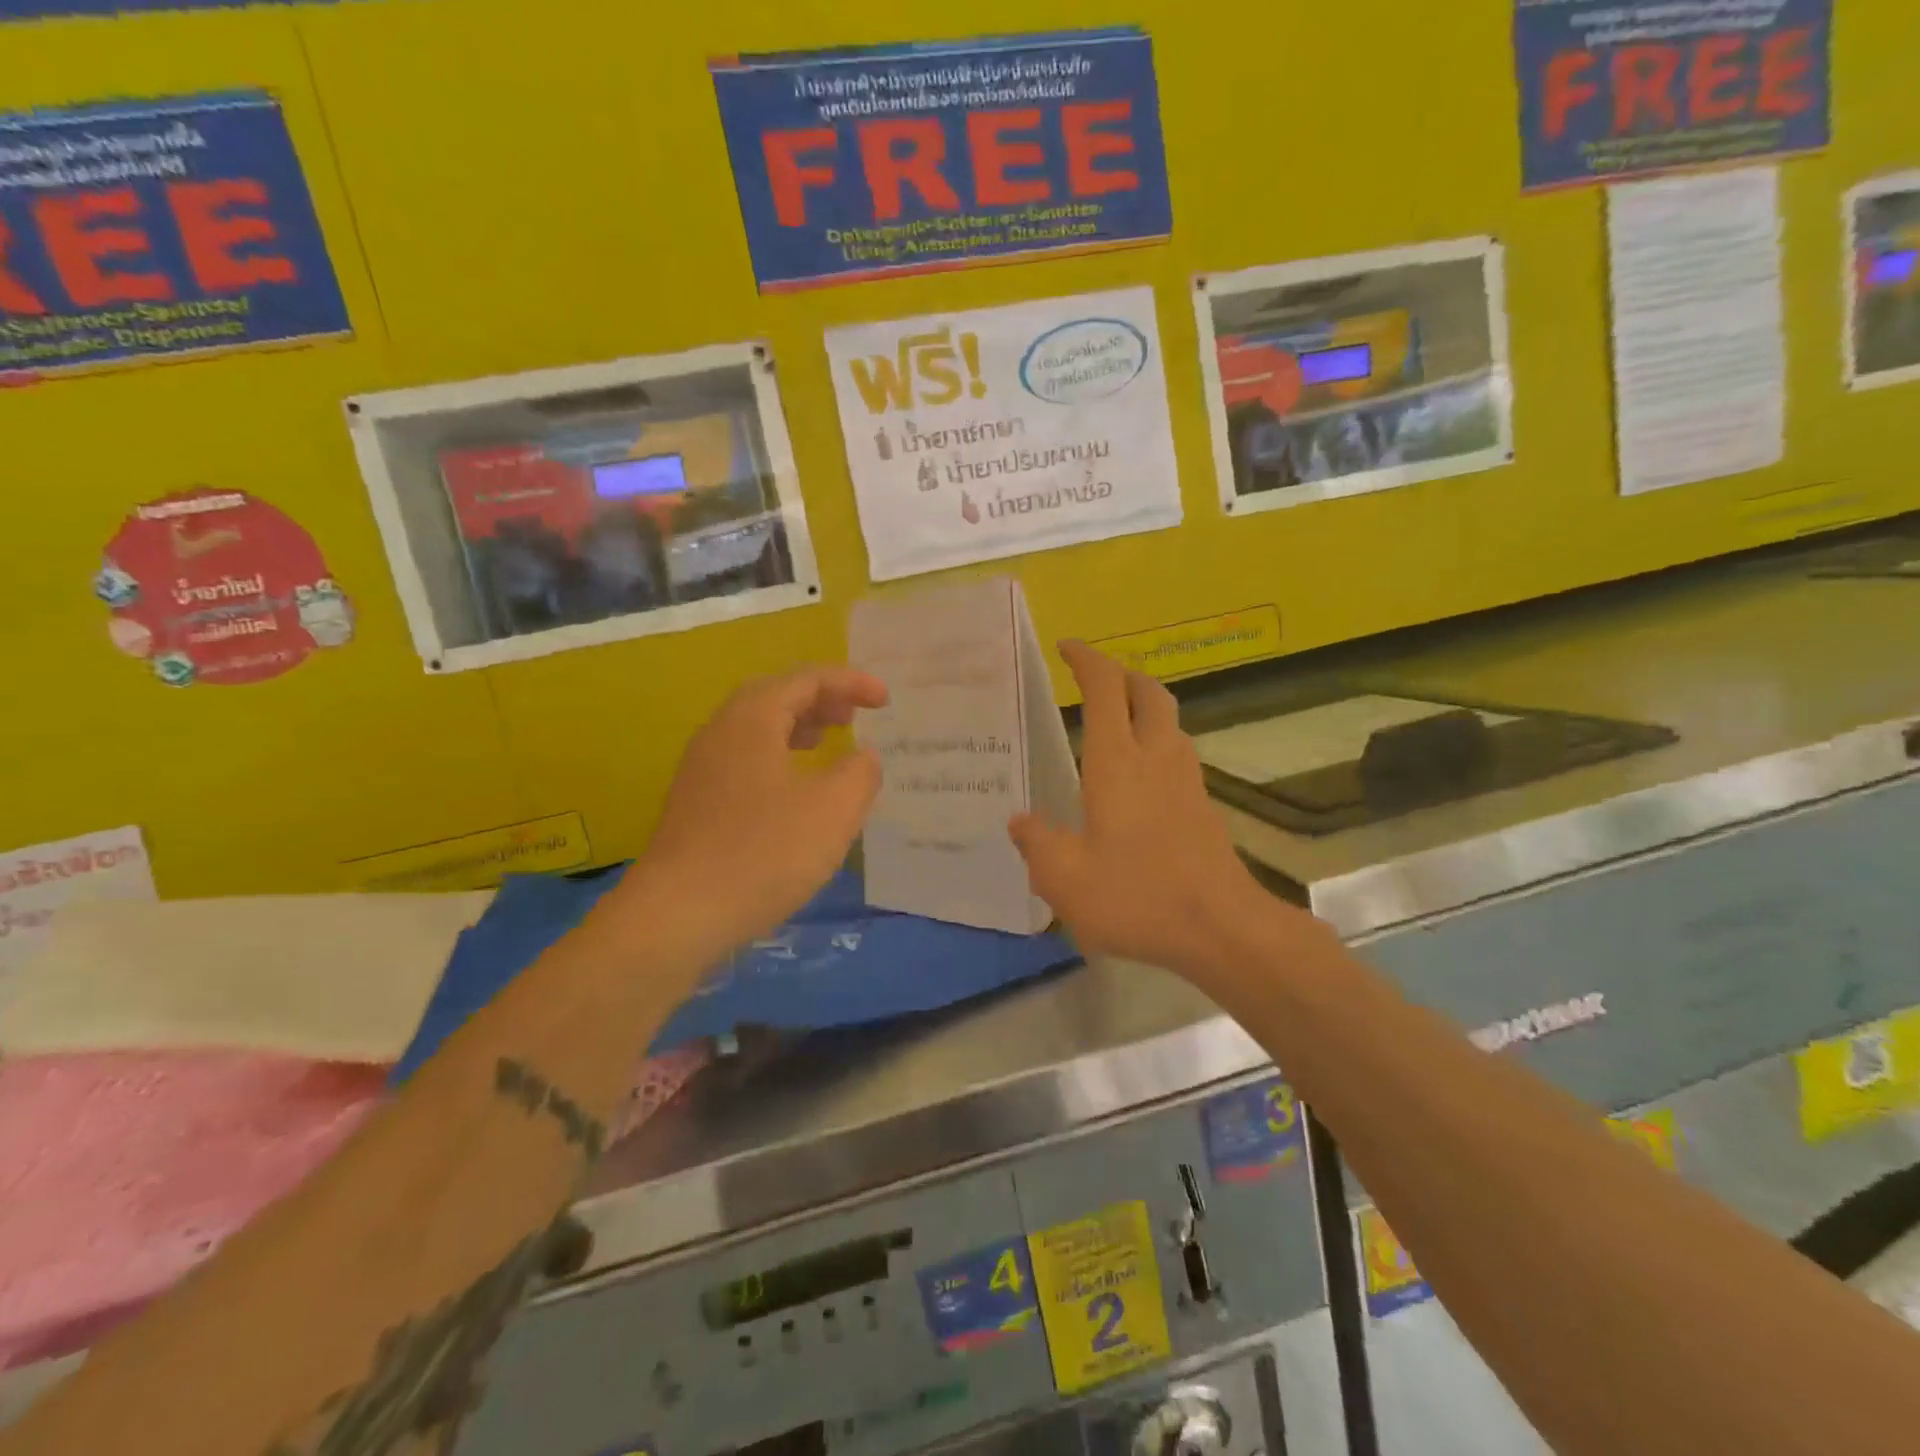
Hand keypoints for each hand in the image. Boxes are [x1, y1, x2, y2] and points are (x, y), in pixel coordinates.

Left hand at [637, 665, 887, 951]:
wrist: (678, 916)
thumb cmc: (764, 854)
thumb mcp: (834, 810)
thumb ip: (860, 772)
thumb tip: (862, 756)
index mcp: (752, 720)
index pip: (806, 679)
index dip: (850, 683)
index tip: (885, 700)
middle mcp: (720, 733)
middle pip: (775, 696)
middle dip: (820, 699)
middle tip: (854, 716)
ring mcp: (702, 769)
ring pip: (756, 729)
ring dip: (797, 726)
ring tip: (828, 741)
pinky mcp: (696, 804)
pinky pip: (745, 759)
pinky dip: (779, 756)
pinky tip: (795, 790)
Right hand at [1009, 642, 1280, 981]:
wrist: (1222, 928)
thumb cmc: (1137, 896)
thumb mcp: (1064, 879)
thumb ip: (1037, 844)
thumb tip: (1021, 821)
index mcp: (1117, 762)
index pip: (1105, 688)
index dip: (1087, 660)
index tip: (1067, 648)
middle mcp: (1156, 757)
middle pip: (1148, 692)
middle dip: (1122, 674)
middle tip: (1095, 680)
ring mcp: (1186, 780)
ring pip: (1170, 720)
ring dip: (1144, 706)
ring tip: (1116, 723)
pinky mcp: (1203, 806)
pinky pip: (1178, 754)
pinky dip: (1156, 743)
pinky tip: (1139, 778)